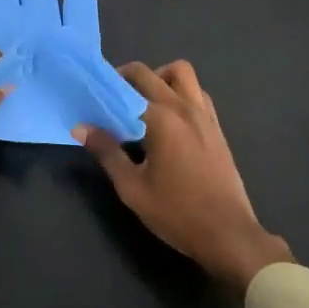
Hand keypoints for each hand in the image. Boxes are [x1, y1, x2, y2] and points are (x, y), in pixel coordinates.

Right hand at [76, 60, 292, 294]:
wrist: (227, 234)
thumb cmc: (176, 213)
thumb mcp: (132, 187)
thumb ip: (107, 152)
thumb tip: (81, 127)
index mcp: (161, 119)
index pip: (126, 89)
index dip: (104, 89)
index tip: (90, 97)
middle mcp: (184, 107)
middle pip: (152, 73)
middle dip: (127, 77)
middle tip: (111, 98)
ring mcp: (205, 115)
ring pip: (182, 74)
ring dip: (159, 78)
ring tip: (143, 103)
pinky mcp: (217, 127)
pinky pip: (197, 93)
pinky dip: (180, 93)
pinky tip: (169, 120)